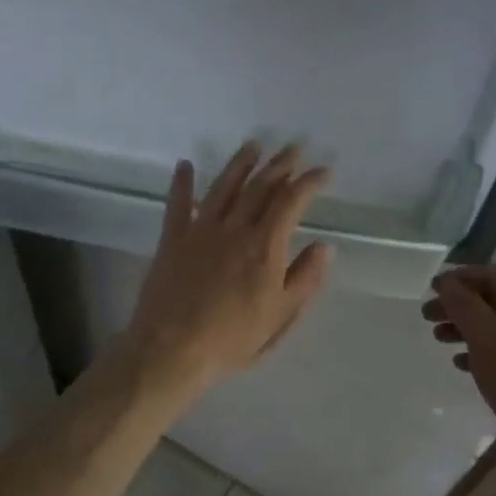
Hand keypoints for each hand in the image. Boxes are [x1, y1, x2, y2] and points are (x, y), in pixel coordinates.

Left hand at [119, 142, 332, 398]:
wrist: (171, 349)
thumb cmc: (232, 339)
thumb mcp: (281, 317)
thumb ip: (305, 279)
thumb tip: (324, 246)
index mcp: (264, 247)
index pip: (291, 202)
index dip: (309, 183)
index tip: (323, 171)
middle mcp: (234, 229)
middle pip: (259, 188)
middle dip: (279, 165)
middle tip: (293, 148)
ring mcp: (200, 231)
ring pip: (223, 187)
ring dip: (240, 164)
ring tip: (253, 146)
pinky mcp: (172, 240)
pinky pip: (177, 204)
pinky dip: (182, 183)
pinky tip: (185, 165)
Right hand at [423, 264, 495, 463]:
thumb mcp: (486, 340)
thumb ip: (464, 306)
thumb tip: (447, 282)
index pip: (492, 274)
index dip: (459, 277)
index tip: (431, 289)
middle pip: (495, 300)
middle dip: (459, 305)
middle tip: (428, 316)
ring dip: (468, 328)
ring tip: (440, 340)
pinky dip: (484, 351)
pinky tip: (463, 366)